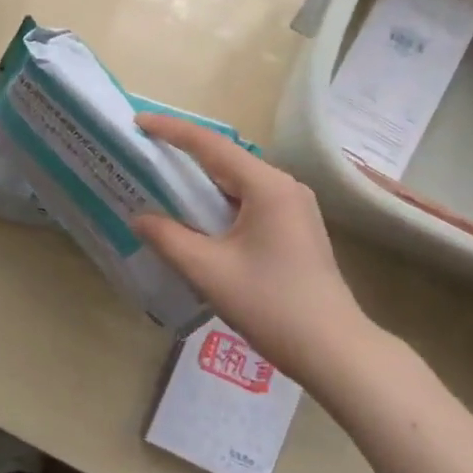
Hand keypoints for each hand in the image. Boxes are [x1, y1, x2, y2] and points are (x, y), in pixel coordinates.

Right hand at [131, 113, 372, 383]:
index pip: (210, 145)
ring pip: (237, 183)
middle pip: (226, 160)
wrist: (334, 350)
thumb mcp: (209, 271)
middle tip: (144, 153)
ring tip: (161, 183)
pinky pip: (248, 202)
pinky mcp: (295, 228)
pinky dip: (218, 204)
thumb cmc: (271, 305)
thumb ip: (168, 238)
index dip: (171, 130)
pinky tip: (196, 218)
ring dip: (201, 182)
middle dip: (184, 155)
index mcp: (267, 186)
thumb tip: (139, 217)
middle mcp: (284, 187)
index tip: (138, 122)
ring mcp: (294, 208)